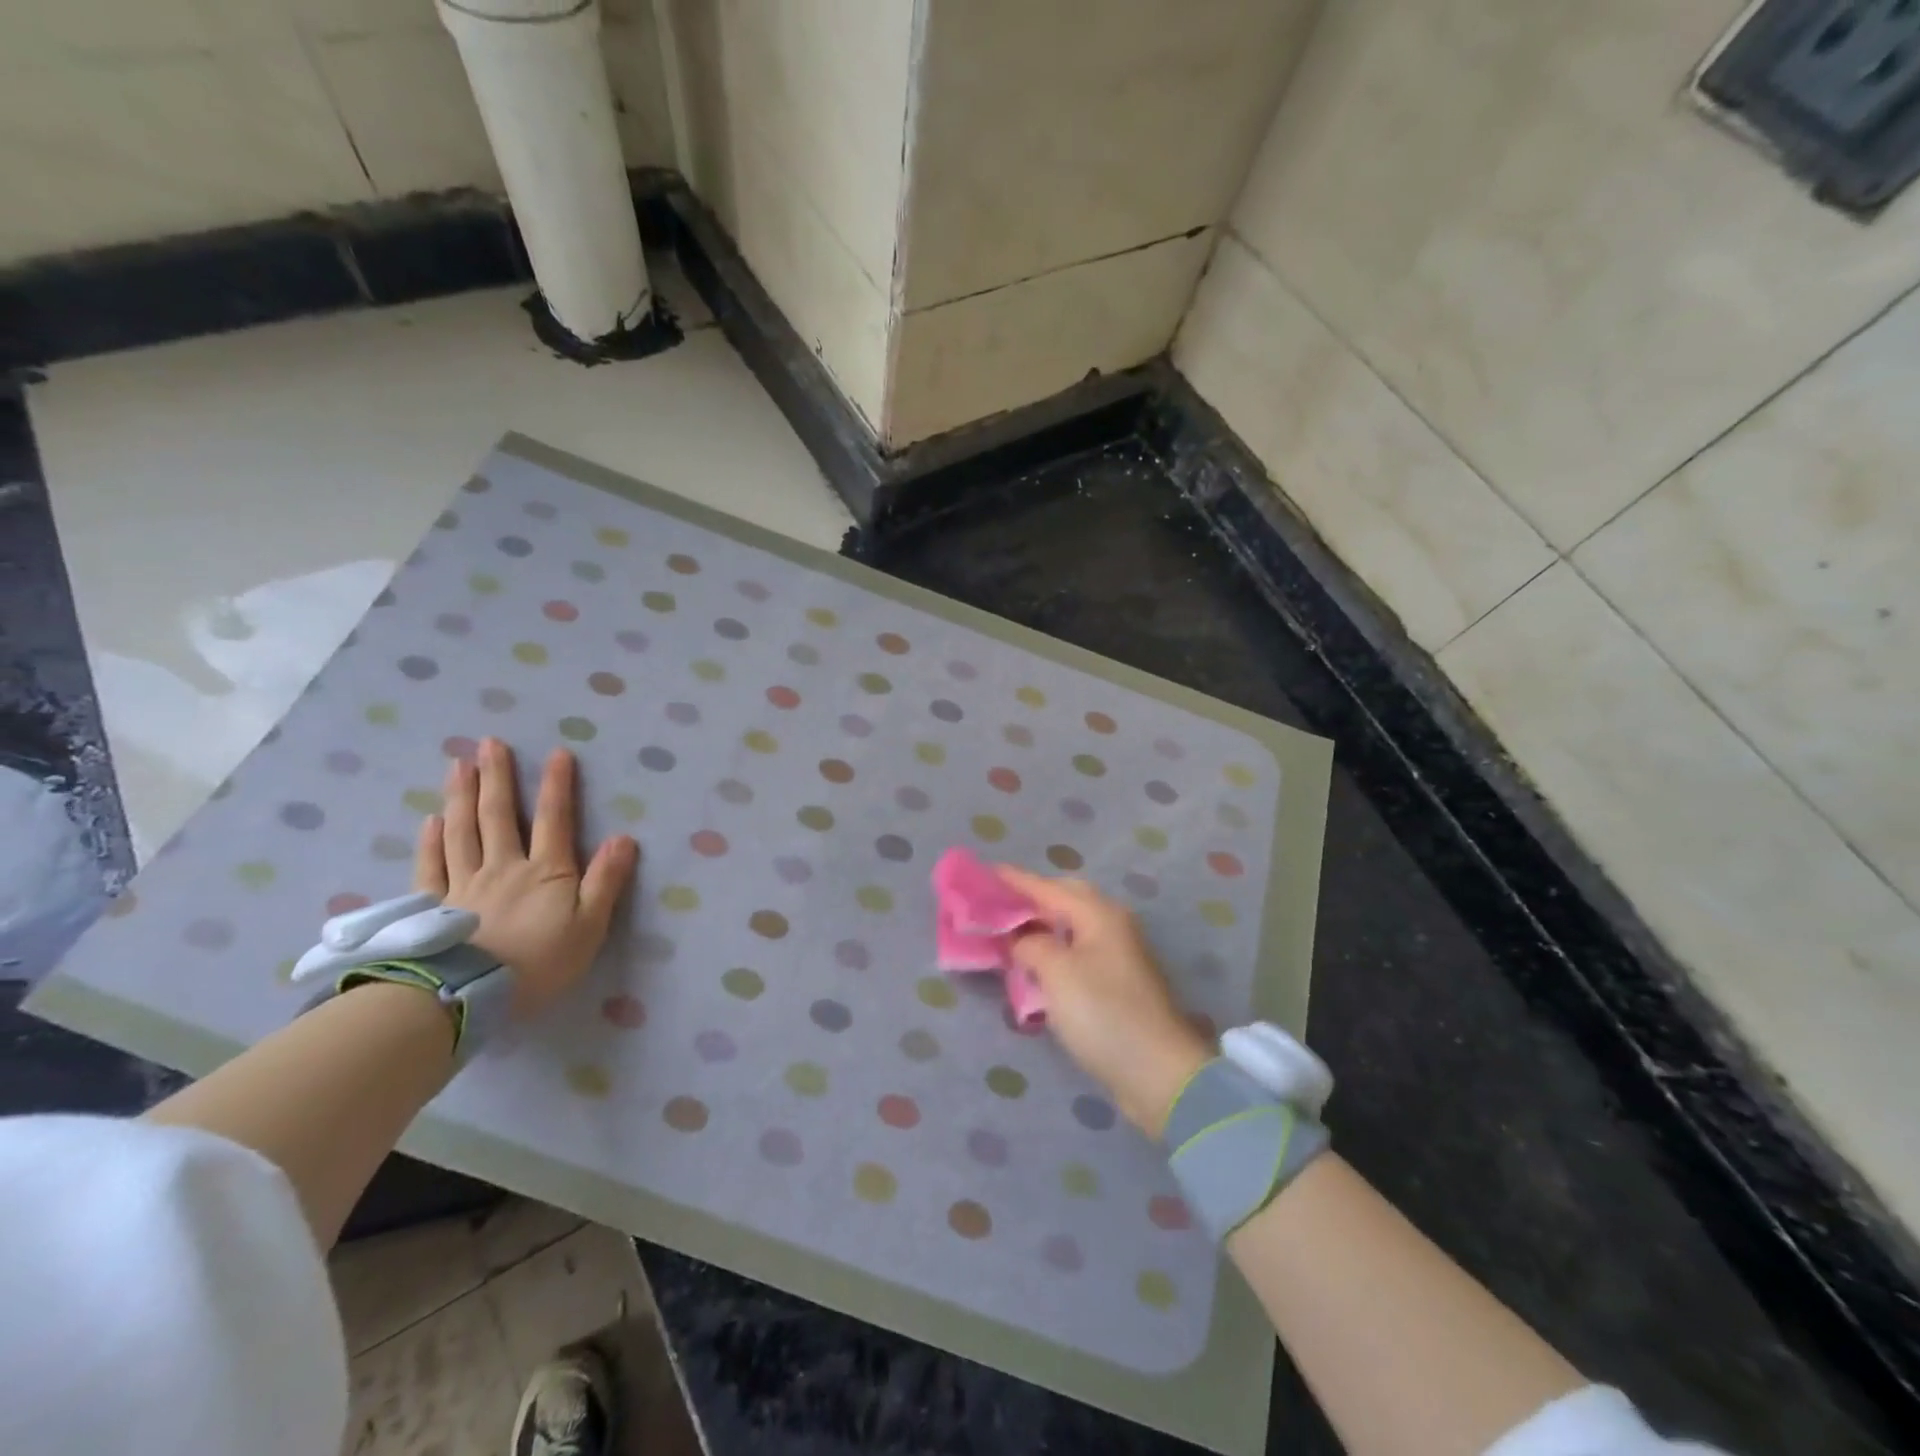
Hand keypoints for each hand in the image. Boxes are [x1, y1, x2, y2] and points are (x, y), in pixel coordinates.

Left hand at [414, 737, 639, 1020]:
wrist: (470, 996)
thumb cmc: (540, 963)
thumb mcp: (590, 925)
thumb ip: (606, 880)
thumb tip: (625, 837)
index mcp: (546, 871)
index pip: (554, 819)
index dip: (557, 785)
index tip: (557, 752)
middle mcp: (504, 867)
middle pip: (498, 815)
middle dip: (497, 776)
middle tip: (489, 742)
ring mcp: (465, 884)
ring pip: (462, 831)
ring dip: (462, 796)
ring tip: (459, 765)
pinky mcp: (435, 906)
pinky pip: (431, 866)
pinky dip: (431, 840)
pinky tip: (432, 820)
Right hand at [998, 868, 1211, 1136]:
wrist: (1158, 1073)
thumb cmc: (1103, 1014)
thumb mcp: (1056, 973)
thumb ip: (1029, 944)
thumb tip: (1019, 937)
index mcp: (1099, 913)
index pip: (1047, 887)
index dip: (1014, 880)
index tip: (983, 873)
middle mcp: (1111, 925)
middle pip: (1064, 899)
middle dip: (1030, 898)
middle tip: (995, 905)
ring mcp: (1117, 954)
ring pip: (1071, 926)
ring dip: (1041, 926)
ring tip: (1008, 934)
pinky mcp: (1117, 983)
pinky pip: (1076, 951)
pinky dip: (1053, 950)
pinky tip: (1034, 965)